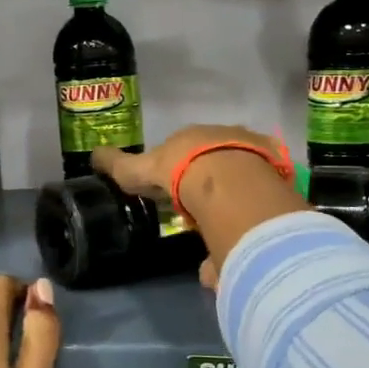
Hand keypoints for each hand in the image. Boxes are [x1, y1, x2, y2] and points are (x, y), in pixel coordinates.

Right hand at [96, 126, 306, 289]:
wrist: (225, 180)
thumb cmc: (178, 171)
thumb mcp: (139, 170)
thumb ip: (118, 165)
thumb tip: (93, 155)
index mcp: (193, 137)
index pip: (184, 148)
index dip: (177, 167)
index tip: (175, 188)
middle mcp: (224, 138)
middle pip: (215, 158)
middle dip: (208, 178)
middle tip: (201, 204)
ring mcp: (253, 154)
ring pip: (241, 174)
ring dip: (233, 195)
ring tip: (227, 221)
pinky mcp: (275, 173)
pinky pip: (263, 192)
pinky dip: (255, 208)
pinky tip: (247, 230)